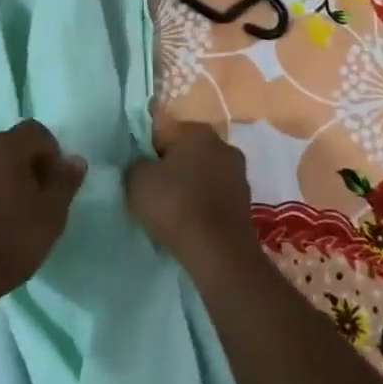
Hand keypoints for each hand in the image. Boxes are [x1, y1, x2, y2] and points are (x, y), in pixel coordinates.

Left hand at [0, 121, 86, 301]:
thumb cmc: (6, 242)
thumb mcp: (50, 216)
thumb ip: (64, 183)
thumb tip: (74, 160)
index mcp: (4, 146)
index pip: (35, 132)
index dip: (50, 154)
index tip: (53, 185)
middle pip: (5, 146)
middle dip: (20, 166)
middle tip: (30, 202)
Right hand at [125, 121, 258, 271]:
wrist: (219, 252)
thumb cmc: (175, 205)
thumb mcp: (137, 180)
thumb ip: (136, 164)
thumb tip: (144, 165)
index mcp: (197, 131)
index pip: (164, 133)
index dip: (148, 153)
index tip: (141, 175)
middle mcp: (223, 145)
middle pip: (186, 153)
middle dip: (172, 168)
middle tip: (154, 193)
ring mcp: (239, 174)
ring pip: (203, 174)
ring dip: (189, 187)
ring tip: (172, 212)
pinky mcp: (246, 202)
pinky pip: (215, 196)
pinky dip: (203, 205)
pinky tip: (191, 223)